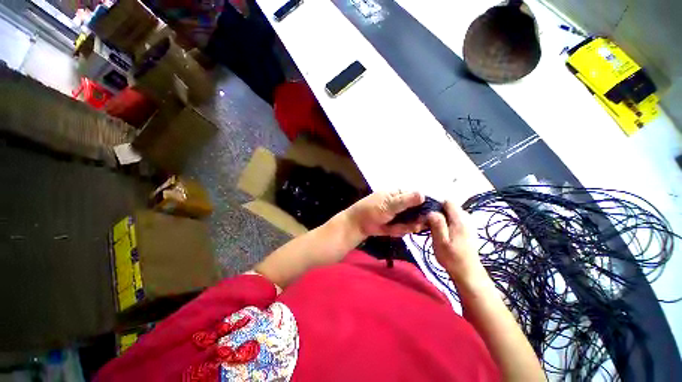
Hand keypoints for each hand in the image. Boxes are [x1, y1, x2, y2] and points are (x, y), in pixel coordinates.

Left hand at [345, 191, 426, 237]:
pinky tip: (391, 230)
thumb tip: (423, 194)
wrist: (358, 224)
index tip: (429, 215)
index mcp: (400, 193)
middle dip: (417, 219)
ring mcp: (400, 214)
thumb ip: (405, 201)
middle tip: (413, 226)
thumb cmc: (372, 210)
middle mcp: (402, 203)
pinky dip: (400, 230)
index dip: (425, 205)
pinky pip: (405, 228)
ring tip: (397, 227)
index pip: (418, 196)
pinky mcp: (397, 224)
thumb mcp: (389, 205)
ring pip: (413, 221)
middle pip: (418, 210)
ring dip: (408, 226)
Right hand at [427, 201, 487, 285]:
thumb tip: (431, 211)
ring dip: (441, 218)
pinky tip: (442, 233)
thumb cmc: (452, 258)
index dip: (435, 205)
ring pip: (451, 214)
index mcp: (460, 219)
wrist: (467, 273)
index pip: (447, 202)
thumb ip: (437, 224)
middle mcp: (466, 219)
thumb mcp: (441, 241)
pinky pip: (454, 220)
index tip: (426, 214)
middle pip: (449, 207)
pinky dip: (446, 223)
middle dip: (437, 212)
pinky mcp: (467, 230)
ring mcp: (468, 224)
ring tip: (433, 229)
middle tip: (428, 223)